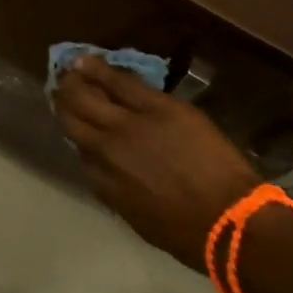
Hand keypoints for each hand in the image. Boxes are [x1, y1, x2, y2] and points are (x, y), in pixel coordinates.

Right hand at [52, 55, 260, 266]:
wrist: (231, 220)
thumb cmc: (186, 232)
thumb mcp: (136, 217)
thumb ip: (111, 186)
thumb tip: (100, 165)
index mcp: (102, 178)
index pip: (77, 148)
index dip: (72, 131)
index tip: (71, 123)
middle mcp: (106, 147)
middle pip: (73, 116)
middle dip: (64, 101)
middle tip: (61, 90)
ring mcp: (130, 123)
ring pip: (89, 95)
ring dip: (75, 81)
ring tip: (69, 68)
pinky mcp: (157, 106)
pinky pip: (122, 83)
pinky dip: (100, 70)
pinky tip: (87, 61)